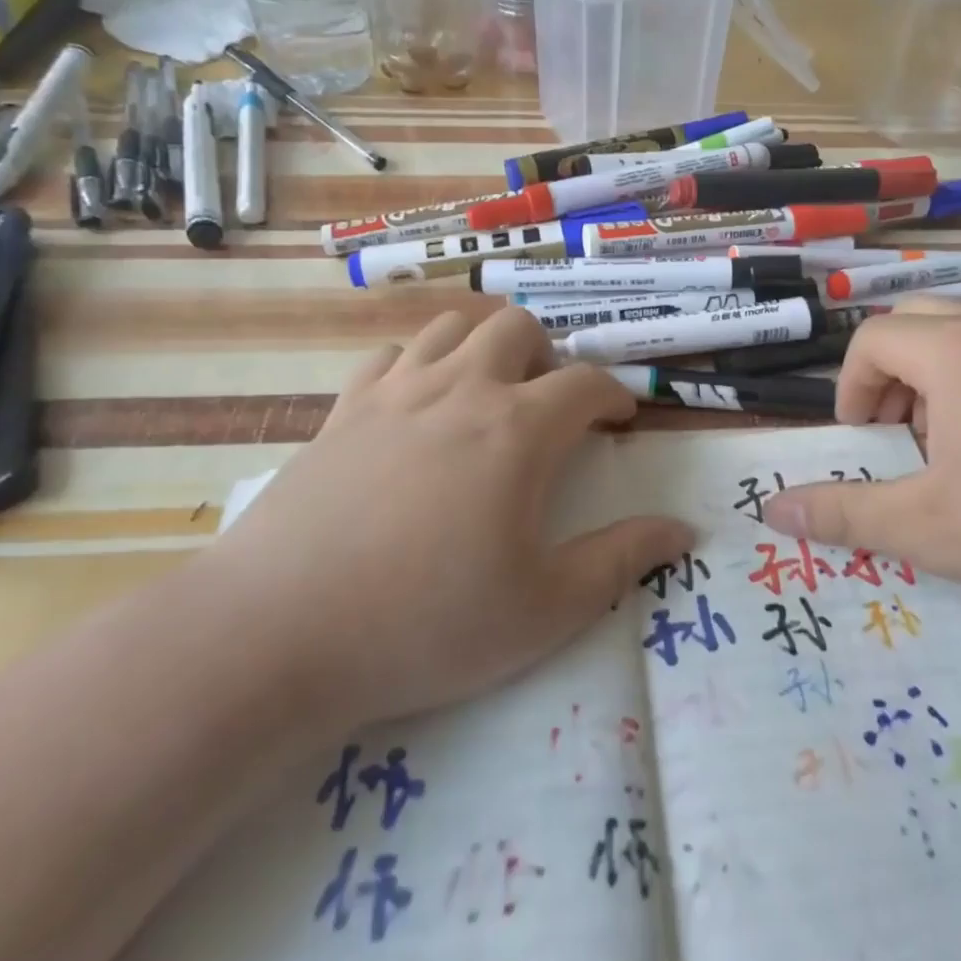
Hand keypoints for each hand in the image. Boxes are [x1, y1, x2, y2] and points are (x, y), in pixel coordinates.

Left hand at [199, 308, 690, 736]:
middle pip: (518, 328)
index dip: (613, 395)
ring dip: (483, 347)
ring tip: (488, 394)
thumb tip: (683, 531)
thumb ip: (621, 560)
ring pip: (452, 327)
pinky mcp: (342, 410)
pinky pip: (389, 356)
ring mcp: (395, 392)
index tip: (620, 421)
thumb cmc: (427, 624)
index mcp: (518, 430)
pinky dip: (416, 365)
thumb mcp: (546, 608)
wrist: (278, 633)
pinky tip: (416, 406)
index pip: (585, 382)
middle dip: (547, 356)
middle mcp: (461, 390)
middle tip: (548, 405)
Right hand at [761, 299, 960, 627]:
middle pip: (918, 323)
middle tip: (899, 437)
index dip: (850, 388)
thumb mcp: (929, 529)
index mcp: (955, 353)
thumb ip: (845, 515)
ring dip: (940, 385)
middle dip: (891, 377)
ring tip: (954, 454)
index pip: (872, 338)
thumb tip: (772, 510)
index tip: (863, 443)